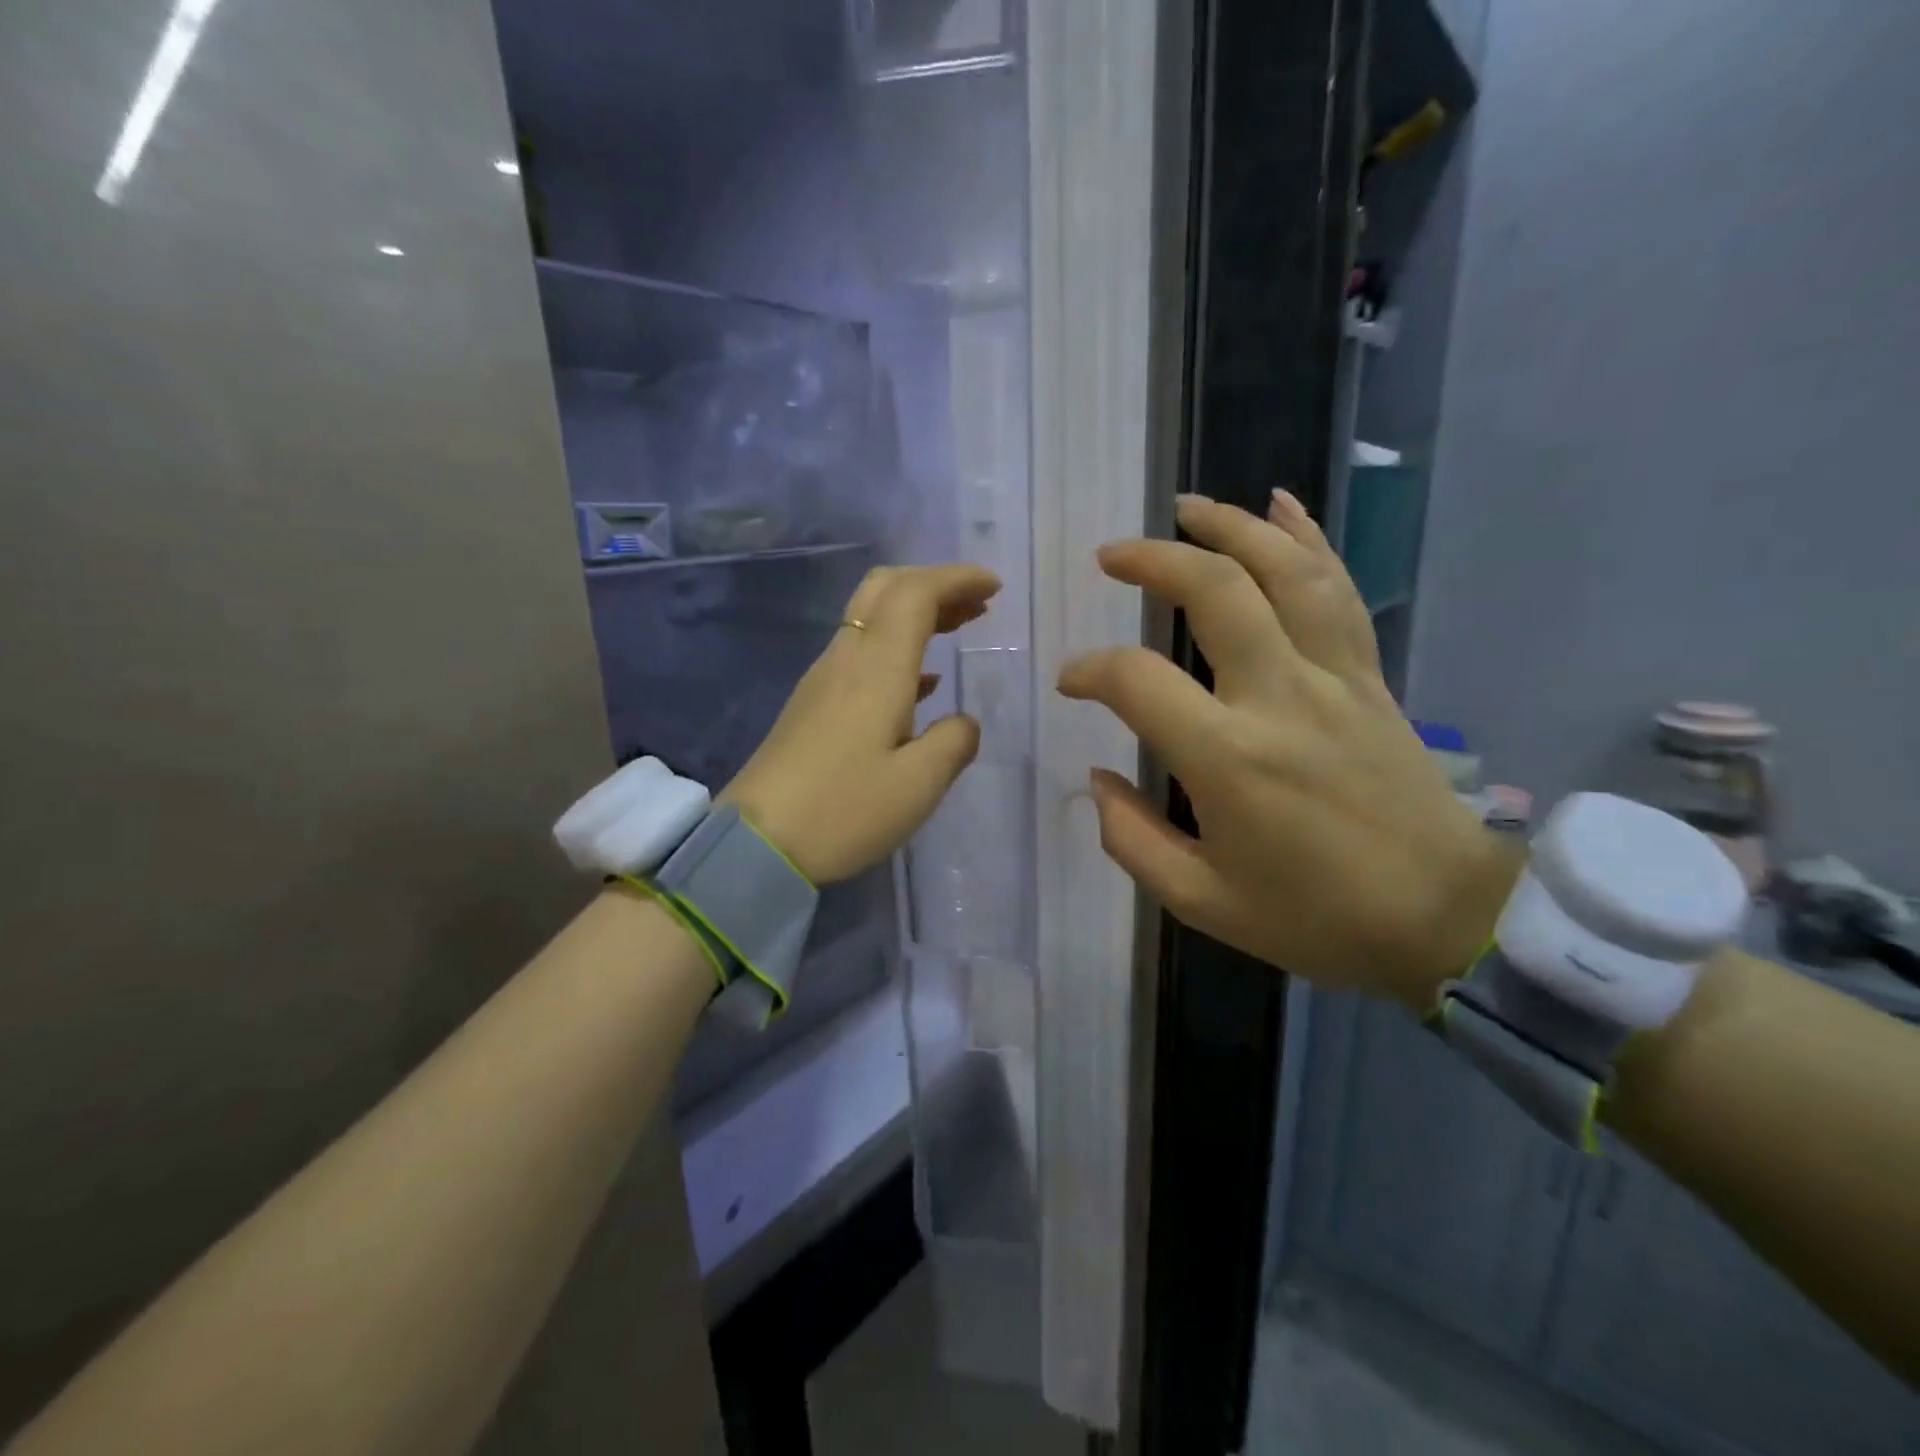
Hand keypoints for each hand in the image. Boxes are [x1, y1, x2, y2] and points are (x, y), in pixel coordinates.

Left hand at [723, 563, 1000, 884]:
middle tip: (978, 603)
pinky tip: (924, 681)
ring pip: (872, 617)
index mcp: (877, 667)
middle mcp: (846, 658)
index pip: (916, 593)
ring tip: (960, 627)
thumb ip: (954, 742)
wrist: (756, 842)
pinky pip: (861, 650)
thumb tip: (963, 722)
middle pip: (886, 589)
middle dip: (935, 583)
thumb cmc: (844, 810)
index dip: (957, 578)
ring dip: (917, 611)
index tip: (996, 586)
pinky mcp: (814, 704)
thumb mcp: (918, 784)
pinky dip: (899, 646)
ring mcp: (824, 679)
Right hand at [1057, 492, 1517, 1007]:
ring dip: (1231, 527)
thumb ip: (1132, 840)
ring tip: (1186, 507)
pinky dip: (1307, 538)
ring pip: (1284, 571)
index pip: (1138, 680)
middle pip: (1217, 591)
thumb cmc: (1315, 917)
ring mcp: (1334, 678)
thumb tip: (1098, 779)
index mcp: (1228, 758)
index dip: (1090, 670)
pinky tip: (1281, 504)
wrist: (1445, 919)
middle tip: (1112, 555)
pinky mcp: (1369, 676)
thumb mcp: (1202, 901)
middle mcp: (1280, 697)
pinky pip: (1337, 590)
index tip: (1071, 681)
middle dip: (1156, 559)